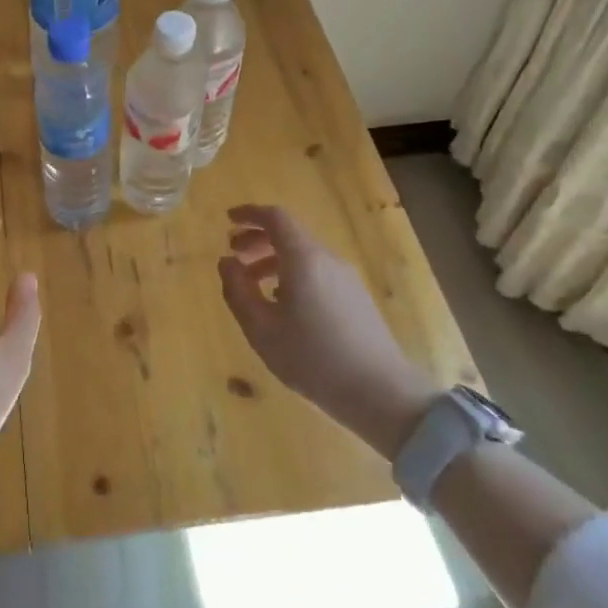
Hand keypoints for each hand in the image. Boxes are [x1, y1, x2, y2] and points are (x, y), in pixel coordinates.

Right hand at [217, 204, 438, 457]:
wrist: (380, 393)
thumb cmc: (312, 359)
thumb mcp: (261, 329)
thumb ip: (237, 290)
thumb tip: (227, 262)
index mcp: (303, 259)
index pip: (276, 218)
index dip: (249, 214)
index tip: (228, 220)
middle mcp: (327, 260)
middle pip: (290, 235)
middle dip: (257, 239)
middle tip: (233, 256)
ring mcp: (346, 278)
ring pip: (304, 256)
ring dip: (273, 261)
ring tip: (252, 286)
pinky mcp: (356, 298)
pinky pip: (317, 272)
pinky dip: (292, 275)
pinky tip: (283, 306)